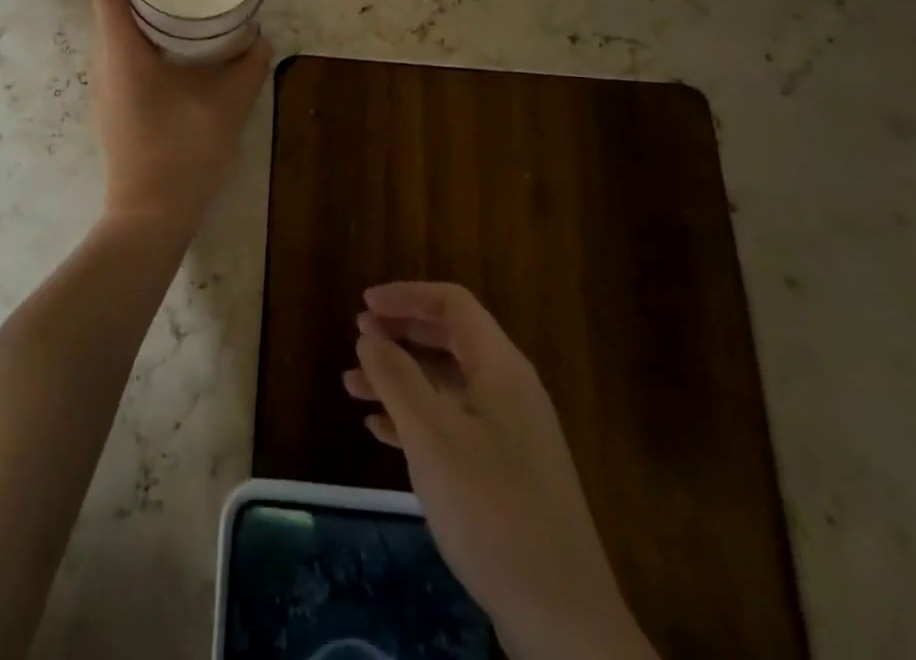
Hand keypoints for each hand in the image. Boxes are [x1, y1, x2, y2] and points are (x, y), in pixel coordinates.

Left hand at [89, 0, 269, 236]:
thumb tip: (261, 39)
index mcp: (121, 53)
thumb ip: (248, 66)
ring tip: (186, 20)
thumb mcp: (227, 104)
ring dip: (146, 26)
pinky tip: (179, 62)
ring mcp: (104, 91)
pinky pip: (121, 64)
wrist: (150, 217)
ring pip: (117, 40)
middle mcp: (103, 66)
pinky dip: (145, 51)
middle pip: (112, 13)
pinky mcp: (112, 111)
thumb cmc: (183, 152)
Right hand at [344, 283, 656, 659]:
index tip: (364, 305)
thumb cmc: (492, 510)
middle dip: (400, 334)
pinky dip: (415, 418)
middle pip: (449, 339)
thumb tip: (369, 335)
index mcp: (500, 367)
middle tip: (357, 339)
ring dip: (400, 379)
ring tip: (353, 388)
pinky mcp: (505, 471)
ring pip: (446, 384)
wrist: (562, 620)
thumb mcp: (432, 437)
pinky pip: (453, 423)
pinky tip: (381, 433)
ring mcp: (510, 432)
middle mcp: (508, 389)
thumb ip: (397, 377)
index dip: (406, 296)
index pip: (452, 304)